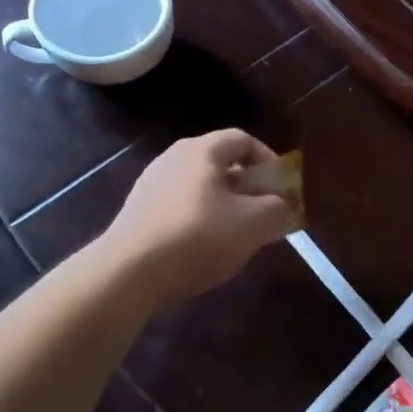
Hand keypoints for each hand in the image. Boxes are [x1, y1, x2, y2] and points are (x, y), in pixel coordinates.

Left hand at [100, 130, 297, 308]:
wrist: (129, 271)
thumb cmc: (199, 237)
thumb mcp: (254, 224)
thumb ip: (277, 209)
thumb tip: (282, 205)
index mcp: (203, 150)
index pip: (243, 139)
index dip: (269, 160)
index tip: (281, 188)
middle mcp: (174, 157)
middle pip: (220, 163)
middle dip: (248, 187)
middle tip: (263, 213)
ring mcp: (151, 184)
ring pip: (200, 187)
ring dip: (224, 206)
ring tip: (236, 236)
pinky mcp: (138, 211)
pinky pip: (180, 206)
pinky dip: (199, 220)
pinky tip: (204, 249)